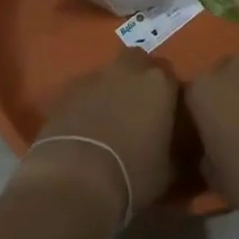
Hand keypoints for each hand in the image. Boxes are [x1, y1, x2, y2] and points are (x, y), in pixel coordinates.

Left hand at [20, 52, 179, 221]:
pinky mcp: (64, 91)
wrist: (76, 178)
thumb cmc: (133, 174)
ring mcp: (92, 78)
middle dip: (138, 77)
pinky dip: (86, 103)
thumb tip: (170, 146)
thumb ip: (173, 147)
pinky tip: (85, 129)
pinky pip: (83, 91)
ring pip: (107, 75)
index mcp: (158, 84)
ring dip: (110, 90)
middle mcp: (126, 71)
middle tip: (138, 107)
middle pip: (136, 61)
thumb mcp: (168, 169)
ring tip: (108, 122)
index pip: (169, 76)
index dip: (167, 94)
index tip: (166, 114)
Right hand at [185, 58, 238, 222]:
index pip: (191, 96)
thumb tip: (211, 151)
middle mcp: (232, 68)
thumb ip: (207, 154)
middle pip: (225, 80)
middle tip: (238, 127)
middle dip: (230, 98)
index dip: (200, 115)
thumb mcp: (216, 178)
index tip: (208, 133)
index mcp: (202, 89)